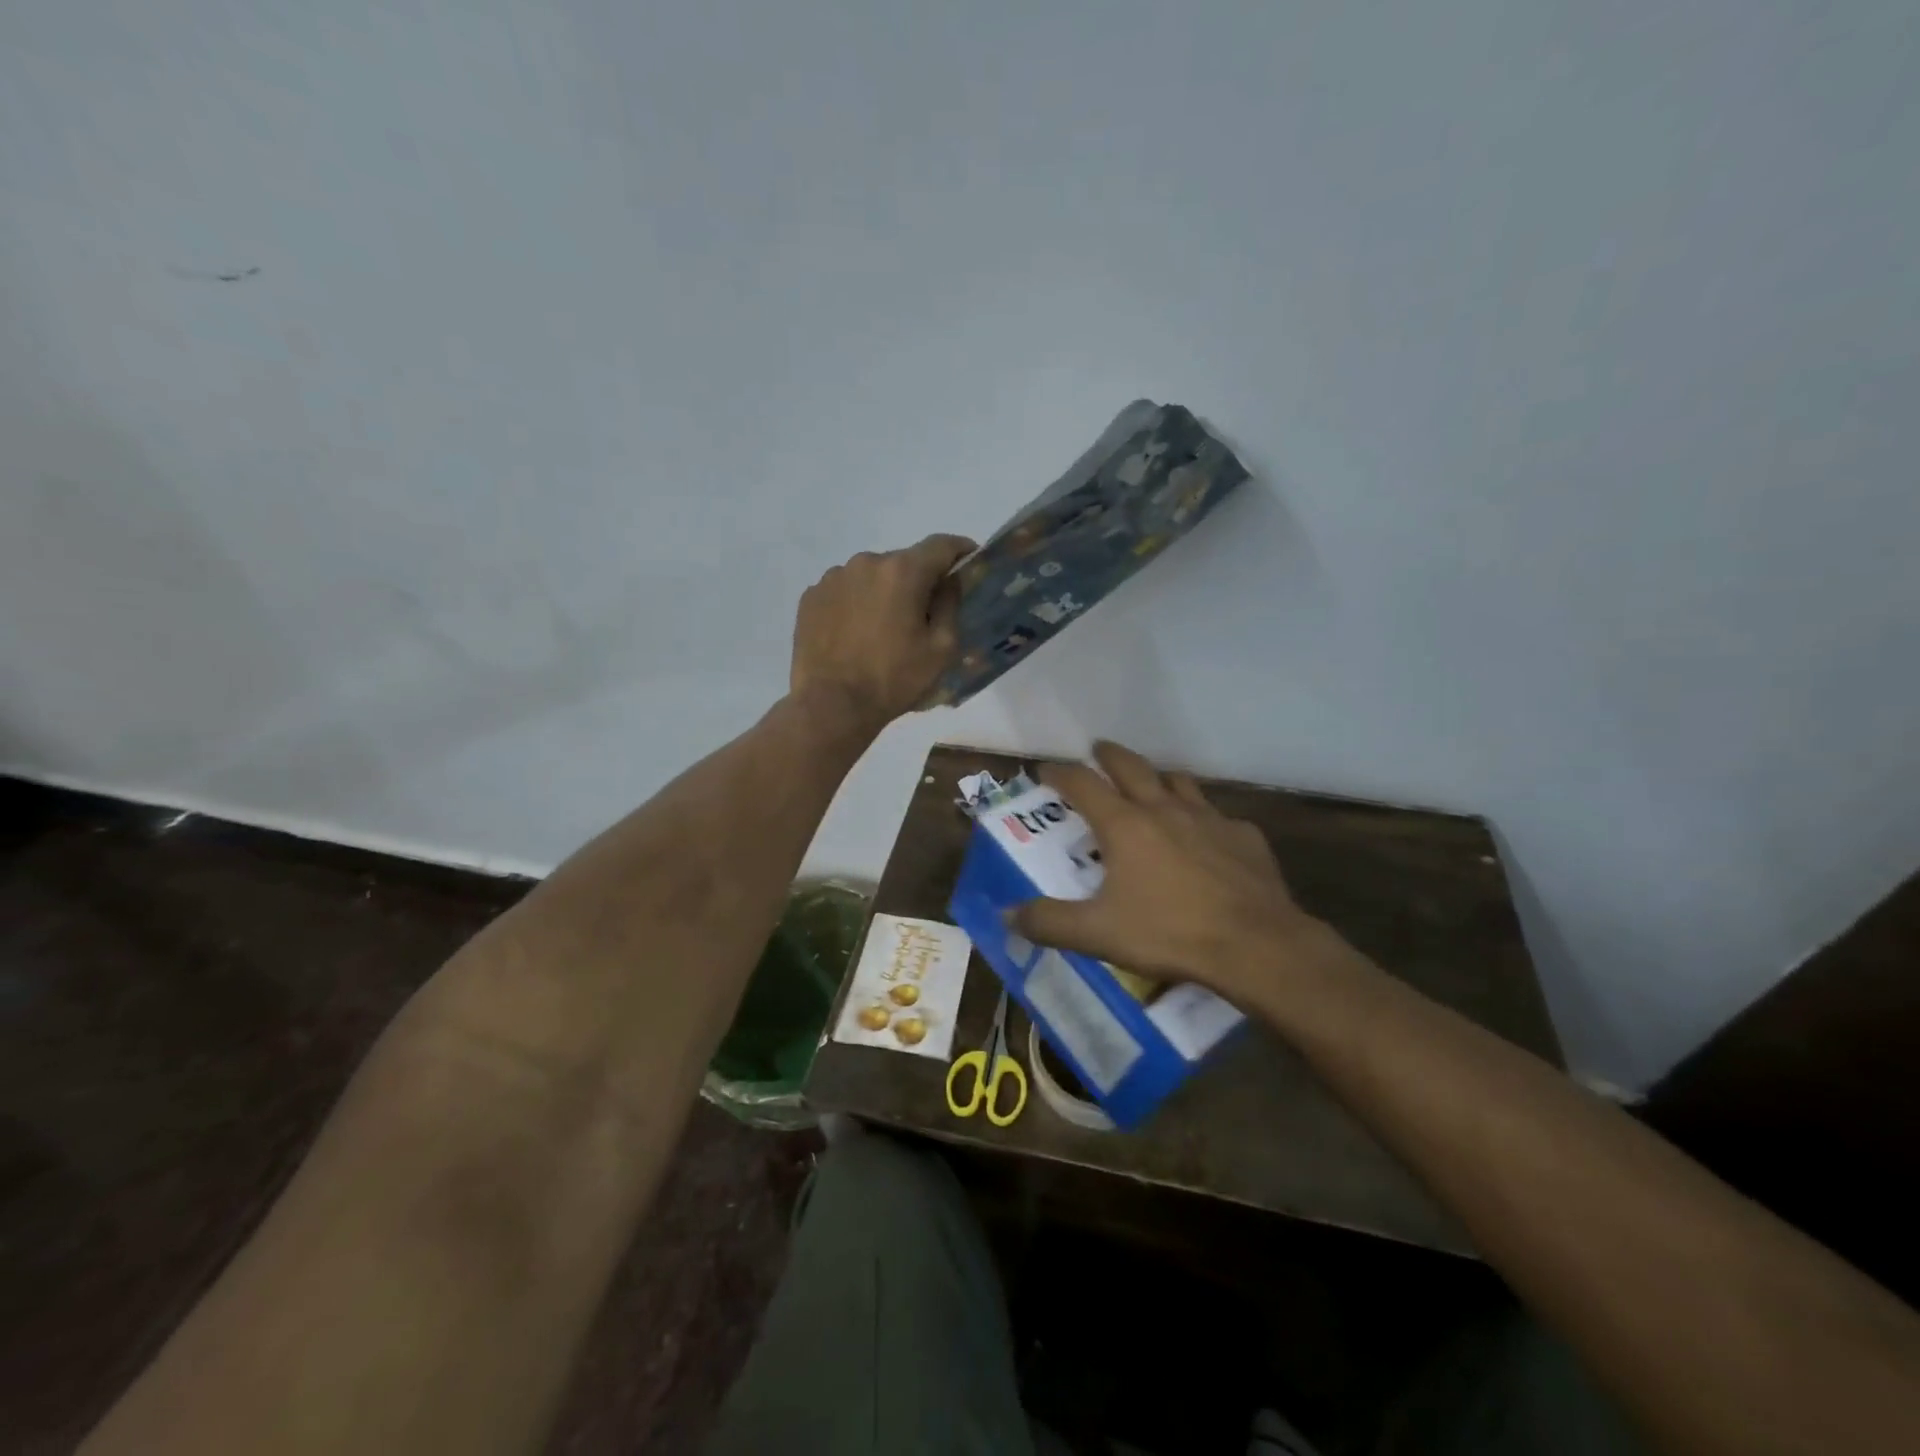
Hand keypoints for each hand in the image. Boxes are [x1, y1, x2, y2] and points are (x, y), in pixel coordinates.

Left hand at [790, 534, 976, 729]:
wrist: (831, 705)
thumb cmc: (894, 679)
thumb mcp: (941, 648)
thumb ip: (950, 605)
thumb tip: (948, 582)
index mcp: (902, 571)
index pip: (940, 545)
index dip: (960, 550)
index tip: (969, 560)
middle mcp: (866, 562)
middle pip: (903, 562)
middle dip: (917, 581)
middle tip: (922, 615)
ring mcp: (833, 578)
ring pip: (870, 577)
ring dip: (882, 593)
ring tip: (882, 629)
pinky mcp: (810, 597)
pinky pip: (844, 592)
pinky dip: (855, 604)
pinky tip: (854, 635)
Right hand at [1012, 742, 1354, 1009]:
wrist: (1256, 944)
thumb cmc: (1169, 933)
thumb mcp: (1097, 934)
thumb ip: (1048, 922)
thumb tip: (1006, 915)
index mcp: (1124, 825)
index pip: (1082, 783)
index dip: (1059, 772)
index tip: (1045, 769)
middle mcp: (1164, 809)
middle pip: (1131, 766)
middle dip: (1109, 755)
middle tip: (1098, 749)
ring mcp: (1209, 818)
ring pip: (1178, 781)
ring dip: (1158, 776)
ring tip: (1151, 783)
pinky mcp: (1244, 836)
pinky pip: (1217, 816)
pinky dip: (1203, 818)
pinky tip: (1206, 839)